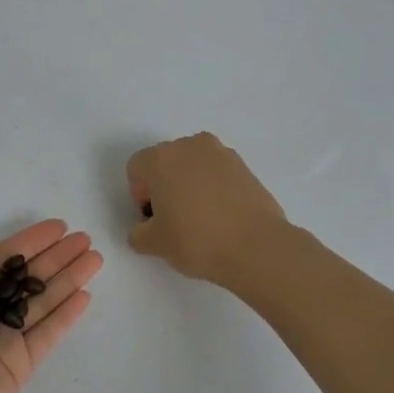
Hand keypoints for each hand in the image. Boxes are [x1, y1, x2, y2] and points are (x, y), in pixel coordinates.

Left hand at [0, 221, 102, 392]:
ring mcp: (5, 338)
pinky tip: (85, 295)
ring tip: (95, 259)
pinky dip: (66, 316)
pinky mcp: (20, 364)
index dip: (30, 242)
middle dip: (56, 258)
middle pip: (28, 278)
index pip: (3, 259)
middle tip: (85, 240)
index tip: (59, 227)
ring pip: (43, 302)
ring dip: (69, 280)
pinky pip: (47, 334)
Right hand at [127, 133, 288, 286]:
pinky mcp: (245, 166)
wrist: (256, 246)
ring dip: (189, 184)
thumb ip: (138, 233)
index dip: (139, 194)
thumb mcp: (154, 244)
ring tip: (199, 218)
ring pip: (193, 165)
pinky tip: (221, 216)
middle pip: (166, 161)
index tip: (153, 218)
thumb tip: (144, 229)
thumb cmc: (196, 240)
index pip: (137, 167)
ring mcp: (222, 153)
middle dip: (164, 185)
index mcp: (162, 158)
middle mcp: (191, 146)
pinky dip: (213, 188)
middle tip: (173, 218)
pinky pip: (218, 173)